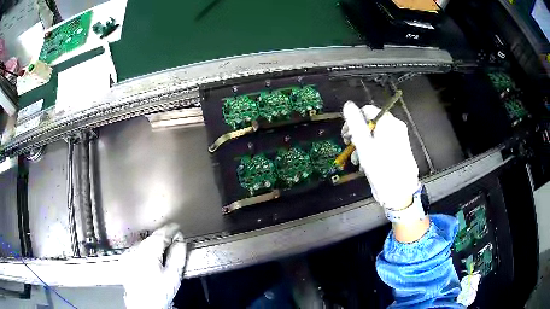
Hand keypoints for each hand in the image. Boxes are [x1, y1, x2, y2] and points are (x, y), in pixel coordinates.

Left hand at [123, 223, 187, 308]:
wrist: (143, 304)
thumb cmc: (159, 292)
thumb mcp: (173, 276)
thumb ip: (178, 256)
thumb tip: (180, 241)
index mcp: (147, 253)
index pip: (160, 234)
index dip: (170, 230)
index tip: (177, 228)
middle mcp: (135, 250)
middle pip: (151, 238)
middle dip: (162, 238)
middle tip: (173, 241)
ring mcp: (128, 254)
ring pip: (143, 243)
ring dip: (153, 245)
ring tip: (163, 252)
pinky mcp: (124, 259)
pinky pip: (137, 250)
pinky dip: (145, 251)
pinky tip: (150, 260)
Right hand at [342, 101, 418, 209]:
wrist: (400, 193)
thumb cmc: (381, 168)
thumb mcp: (364, 145)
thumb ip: (355, 123)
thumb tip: (348, 104)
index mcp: (389, 123)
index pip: (367, 110)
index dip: (353, 121)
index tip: (345, 136)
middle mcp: (396, 127)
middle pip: (372, 123)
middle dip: (358, 135)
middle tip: (350, 148)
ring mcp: (400, 138)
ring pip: (377, 135)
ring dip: (364, 145)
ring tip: (358, 160)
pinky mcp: (400, 149)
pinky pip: (383, 144)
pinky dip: (373, 150)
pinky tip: (367, 163)